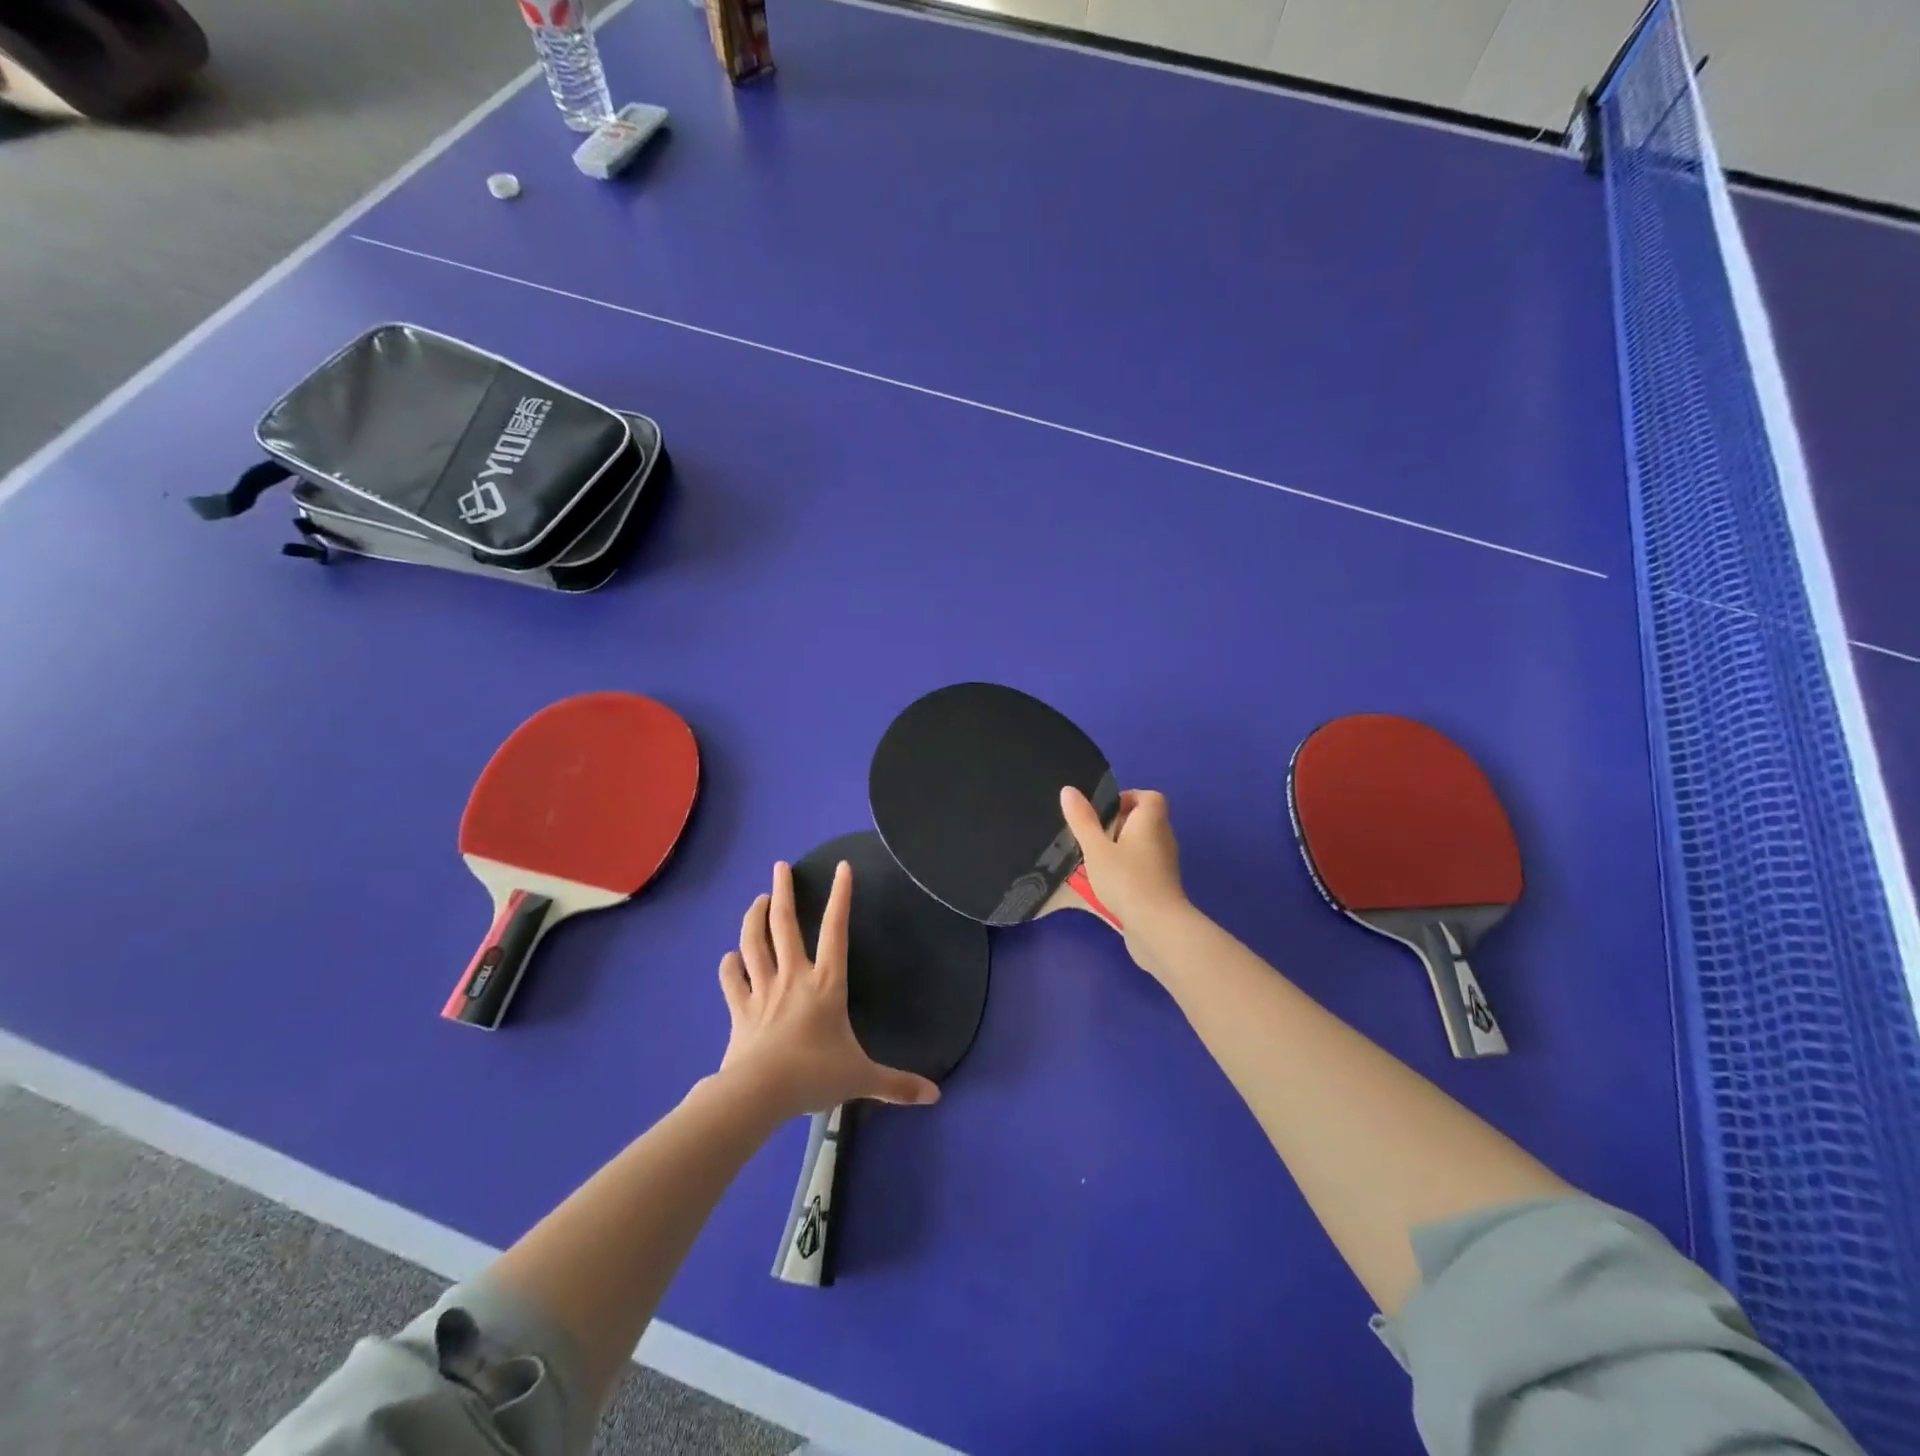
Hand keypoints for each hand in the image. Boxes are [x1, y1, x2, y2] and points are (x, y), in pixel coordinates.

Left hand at [716, 860, 938, 1119]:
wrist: (759, 1093)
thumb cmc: (815, 1075)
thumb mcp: (862, 1078)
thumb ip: (897, 1084)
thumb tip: (935, 1096)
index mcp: (826, 984)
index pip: (836, 930)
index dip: (840, 896)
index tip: (841, 867)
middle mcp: (793, 977)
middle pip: (784, 925)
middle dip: (782, 892)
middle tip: (779, 867)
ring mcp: (763, 991)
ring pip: (754, 944)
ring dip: (753, 918)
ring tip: (757, 900)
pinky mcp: (739, 1010)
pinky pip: (732, 980)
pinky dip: (730, 965)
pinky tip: (730, 957)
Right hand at [1061, 786, 1189, 975]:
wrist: (1157, 927)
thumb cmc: (1126, 879)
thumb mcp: (1096, 848)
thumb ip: (1082, 820)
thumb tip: (1068, 790)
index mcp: (1151, 821)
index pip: (1150, 797)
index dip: (1129, 798)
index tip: (1104, 812)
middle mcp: (1163, 838)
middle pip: (1145, 820)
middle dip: (1119, 825)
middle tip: (1093, 837)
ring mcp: (1165, 864)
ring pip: (1143, 845)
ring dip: (1121, 849)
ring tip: (1095, 860)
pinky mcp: (1162, 886)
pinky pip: (1143, 867)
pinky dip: (1128, 869)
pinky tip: (1107, 883)